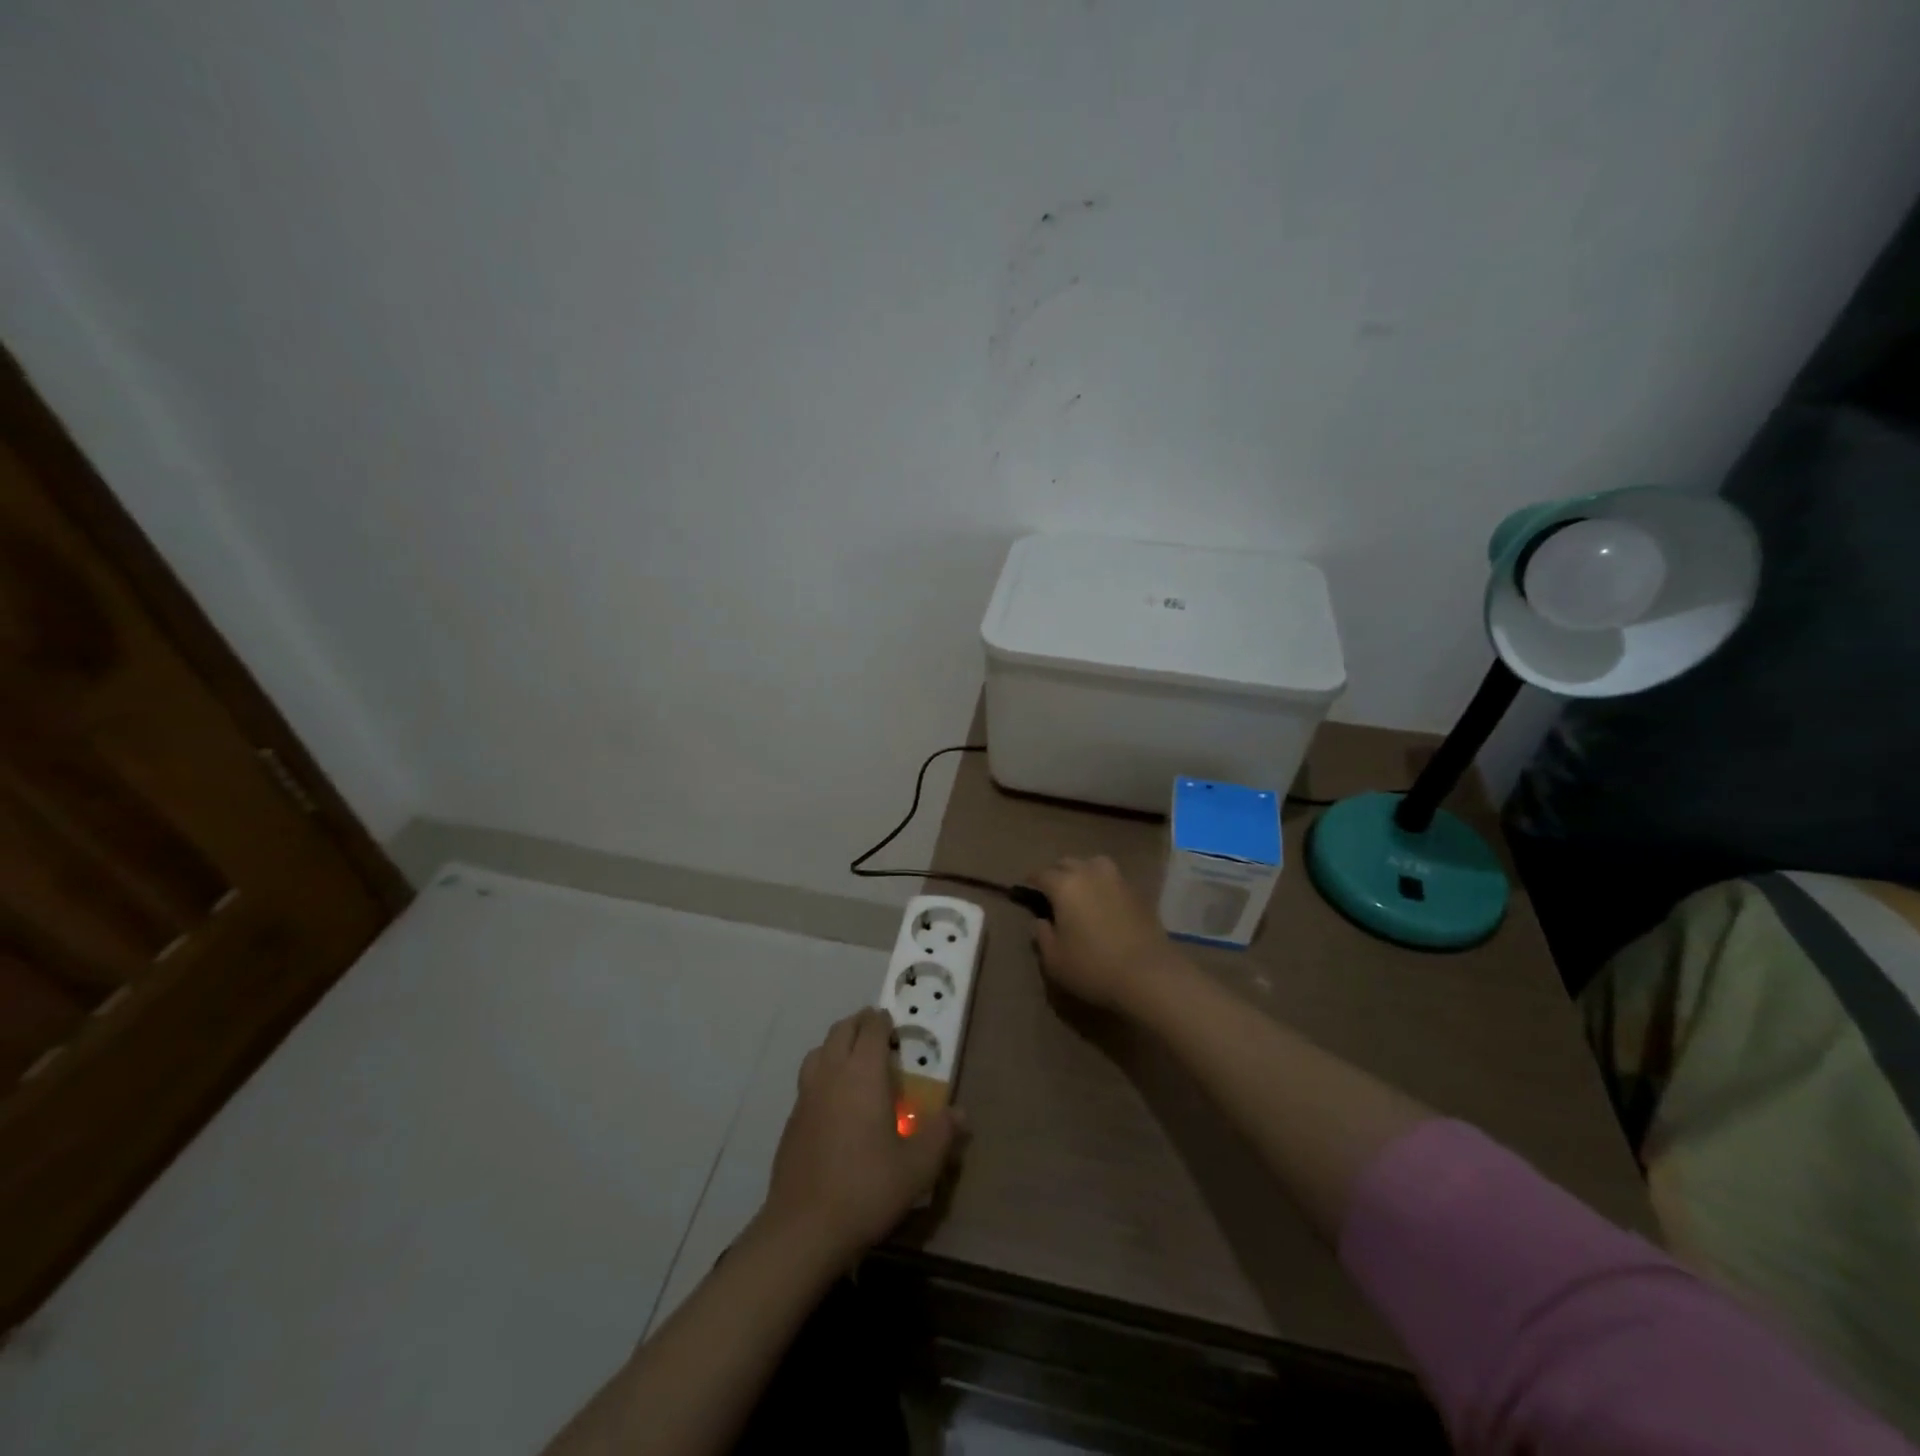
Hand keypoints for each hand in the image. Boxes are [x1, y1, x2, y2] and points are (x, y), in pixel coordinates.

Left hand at [759, 1008, 961, 1267]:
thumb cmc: (866, 1189)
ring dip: (837, 1044)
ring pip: (820, 1051)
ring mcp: (807, 1095)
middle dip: (860, 1024)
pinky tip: (834, 1100)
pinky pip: (808, 1079)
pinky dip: (823, 1072)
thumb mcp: (917, 1167)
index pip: (871, 1028)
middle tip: (878, 1034)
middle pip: (842, 1030)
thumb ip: (940, 1135)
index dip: (883, 1020)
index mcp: (863, 1073)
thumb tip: (961, 1114)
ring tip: (854, 1060)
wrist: (804, 1228)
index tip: (894, 1023)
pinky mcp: (792, 1119)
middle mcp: (832, 1074)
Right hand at [1031, 855, 1185, 1011]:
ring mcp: (1117, 880)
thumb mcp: (1055, 960)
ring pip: (1094, 865)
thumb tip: (1041, 921)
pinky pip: (1113, 880)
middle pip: (1068, 863)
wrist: (1149, 974)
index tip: (1025, 887)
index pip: (1042, 874)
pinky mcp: (1138, 892)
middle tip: (1051, 890)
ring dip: (1083, 872)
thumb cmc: (1093, 967)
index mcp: (1065, 885)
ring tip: (1080, 890)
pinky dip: (1103, 885)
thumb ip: (1042, 936)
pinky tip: (1103, 902)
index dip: (1031, 880)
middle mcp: (1090, 873)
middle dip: (1056, 873)